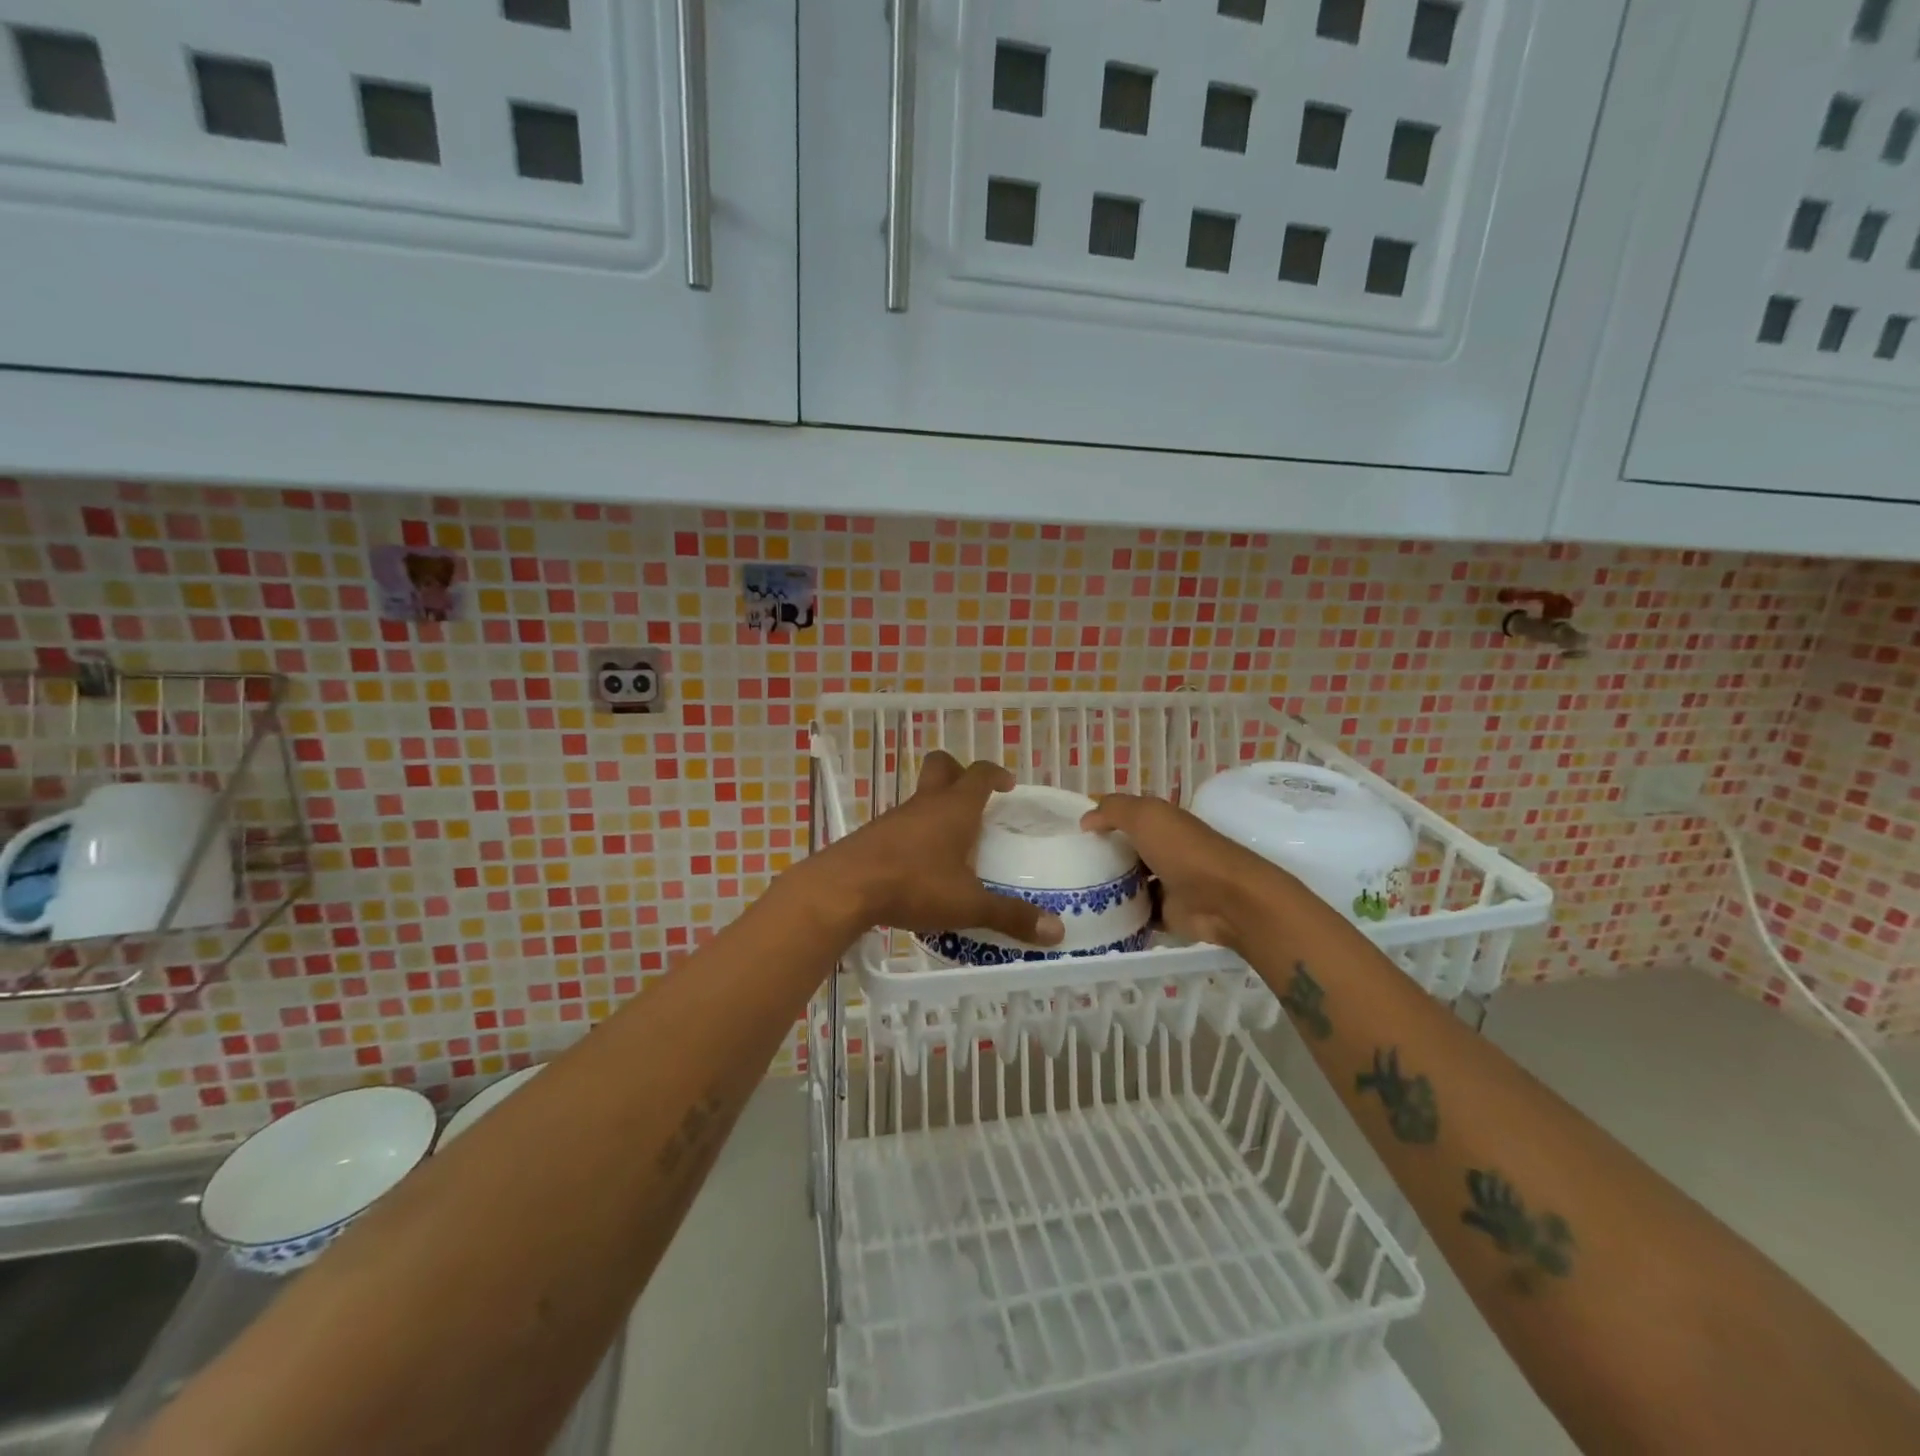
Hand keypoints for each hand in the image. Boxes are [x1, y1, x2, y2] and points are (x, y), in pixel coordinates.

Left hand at [816, 752, 1064, 946]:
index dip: (996, 774)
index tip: (1008, 786)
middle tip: (975, 798)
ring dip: (937, 807)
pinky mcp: (874, 835)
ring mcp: (895, 817)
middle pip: (941, 766)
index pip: (980, 773)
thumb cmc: (914, 885)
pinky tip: (921, 864)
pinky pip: (902, 822)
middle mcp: (926, 804)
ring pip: (921, 797)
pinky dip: (916, 832)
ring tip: (953, 841)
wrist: (844, 888)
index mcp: (955, 808)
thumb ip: (1010, 916)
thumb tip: (1057, 931)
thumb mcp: (968, 904)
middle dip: (959, 773)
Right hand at [1080, 794, 1282, 950]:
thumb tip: (1086, 820)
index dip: (1102, 823)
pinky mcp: (1168, 915)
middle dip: (1102, 859)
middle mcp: (1165, 851)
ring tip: (1073, 895)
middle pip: (1126, 853)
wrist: (1225, 899)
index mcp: (1162, 823)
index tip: (1071, 836)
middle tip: (1066, 869)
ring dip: (1109, 890)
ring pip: (1130, 885)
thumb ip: (1113, 810)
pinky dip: (1122, 917)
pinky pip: (1138, 914)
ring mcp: (1168, 884)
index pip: (1127, 818)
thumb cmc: (1183, 850)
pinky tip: (1095, 918)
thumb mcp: (1145, 816)